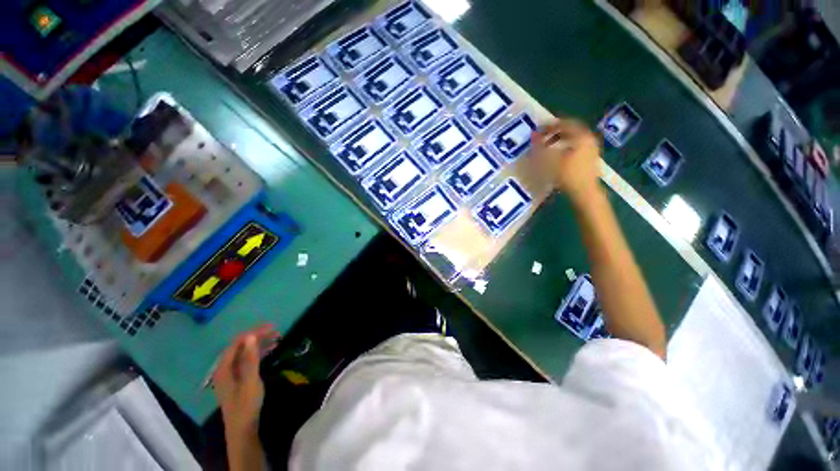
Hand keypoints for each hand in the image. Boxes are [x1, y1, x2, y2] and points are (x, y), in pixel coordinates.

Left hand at [213, 324, 279, 436]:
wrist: (243, 429)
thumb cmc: (246, 404)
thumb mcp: (250, 381)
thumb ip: (250, 359)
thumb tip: (250, 336)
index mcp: (224, 369)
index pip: (237, 343)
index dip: (252, 333)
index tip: (270, 327)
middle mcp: (225, 369)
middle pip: (241, 347)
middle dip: (258, 337)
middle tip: (276, 330)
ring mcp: (232, 374)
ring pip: (245, 353)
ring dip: (260, 344)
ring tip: (277, 338)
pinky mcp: (239, 379)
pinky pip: (248, 360)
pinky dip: (259, 353)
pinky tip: (270, 350)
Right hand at [529, 119, 601, 203]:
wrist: (585, 192)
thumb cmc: (568, 175)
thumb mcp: (551, 160)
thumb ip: (541, 147)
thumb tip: (533, 136)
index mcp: (581, 136)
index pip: (565, 124)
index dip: (550, 126)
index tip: (539, 129)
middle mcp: (589, 138)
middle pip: (571, 130)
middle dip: (555, 132)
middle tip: (543, 136)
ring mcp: (591, 148)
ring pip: (574, 138)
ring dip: (560, 139)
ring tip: (548, 146)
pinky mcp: (590, 158)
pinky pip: (577, 145)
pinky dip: (566, 146)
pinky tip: (558, 155)